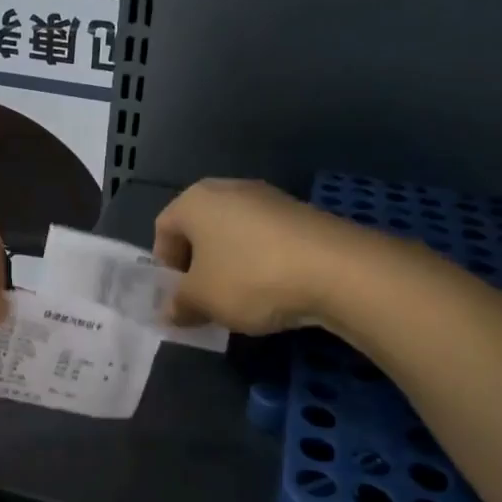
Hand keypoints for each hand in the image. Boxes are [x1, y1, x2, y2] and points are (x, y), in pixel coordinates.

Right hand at [153, 178, 386, 334]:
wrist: (338, 270)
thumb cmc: (250, 278)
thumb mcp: (203, 300)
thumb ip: (179, 305)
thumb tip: (170, 312)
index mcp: (195, 200)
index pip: (163, 228)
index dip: (164, 265)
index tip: (178, 296)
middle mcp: (228, 189)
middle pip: (199, 229)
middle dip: (197, 265)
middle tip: (204, 298)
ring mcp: (268, 198)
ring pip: (233, 234)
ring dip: (228, 265)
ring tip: (240, 299)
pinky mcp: (301, 214)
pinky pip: (265, 239)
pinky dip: (260, 262)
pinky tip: (272, 290)